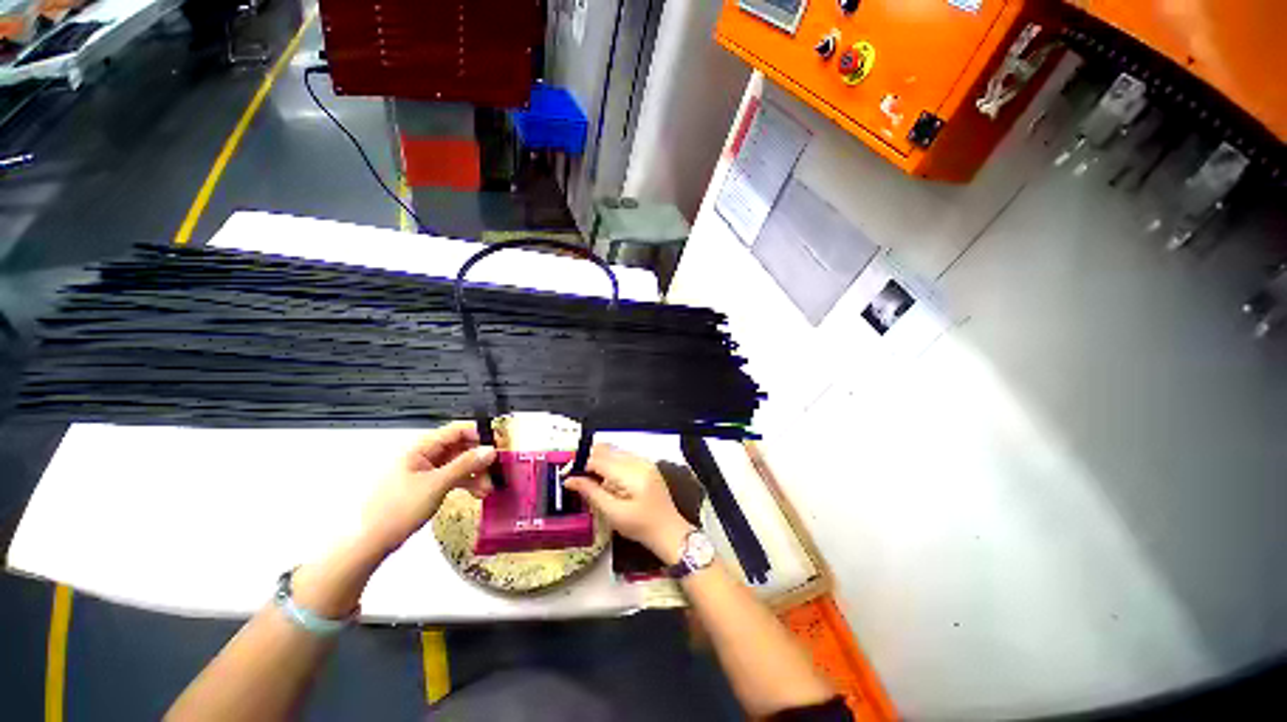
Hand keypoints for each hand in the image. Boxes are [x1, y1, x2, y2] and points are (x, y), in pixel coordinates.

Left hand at [360, 421, 496, 554]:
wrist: (370, 543)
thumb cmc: (398, 509)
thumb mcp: (436, 485)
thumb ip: (465, 465)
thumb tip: (490, 450)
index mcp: (421, 448)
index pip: (456, 431)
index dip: (479, 435)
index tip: (499, 444)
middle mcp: (424, 455)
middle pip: (459, 447)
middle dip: (479, 458)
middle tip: (496, 470)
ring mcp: (425, 471)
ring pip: (458, 464)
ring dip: (475, 474)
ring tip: (488, 489)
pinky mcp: (426, 486)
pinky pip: (452, 477)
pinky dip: (466, 483)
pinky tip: (477, 493)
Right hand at [563, 444, 692, 562]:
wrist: (669, 530)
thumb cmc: (640, 526)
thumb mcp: (613, 513)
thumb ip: (591, 493)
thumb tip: (569, 479)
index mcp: (631, 473)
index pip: (599, 459)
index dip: (580, 464)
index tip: (566, 474)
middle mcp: (638, 461)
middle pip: (607, 451)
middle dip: (589, 460)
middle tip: (575, 476)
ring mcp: (644, 461)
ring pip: (615, 451)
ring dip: (600, 461)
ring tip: (589, 478)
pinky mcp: (647, 465)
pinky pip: (623, 456)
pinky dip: (611, 463)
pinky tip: (606, 478)